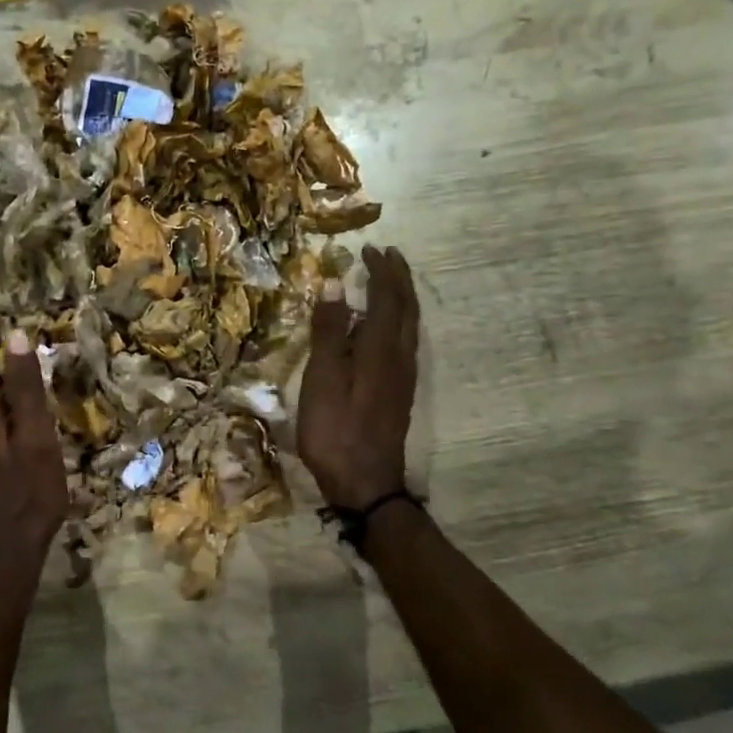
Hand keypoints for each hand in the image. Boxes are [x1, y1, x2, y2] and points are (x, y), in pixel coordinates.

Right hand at [296, 245, 420, 507]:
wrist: (366, 483)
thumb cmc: (336, 430)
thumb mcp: (323, 378)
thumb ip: (329, 331)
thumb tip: (335, 283)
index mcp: (380, 349)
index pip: (386, 298)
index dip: (379, 271)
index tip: (368, 249)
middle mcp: (399, 356)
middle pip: (406, 307)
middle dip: (398, 278)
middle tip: (387, 255)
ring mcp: (403, 376)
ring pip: (410, 325)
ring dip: (401, 297)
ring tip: (388, 281)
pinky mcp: (399, 392)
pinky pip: (405, 341)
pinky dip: (398, 319)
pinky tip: (384, 327)